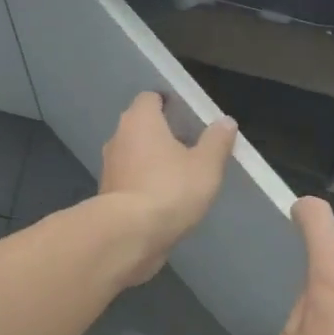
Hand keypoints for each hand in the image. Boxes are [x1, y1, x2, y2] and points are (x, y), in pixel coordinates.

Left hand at [98, 92, 238, 285]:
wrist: (130, 235)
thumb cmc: (170, 190)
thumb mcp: (206, 165)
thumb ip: (217, 141)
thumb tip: (225, 121)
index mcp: (140, 120)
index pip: (150, 98)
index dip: (167, 104)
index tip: (186, 115)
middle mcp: (118, 138)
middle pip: (141, 127)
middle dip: (161, 134)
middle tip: (188, 146)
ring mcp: (109, 168)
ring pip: (134, 156)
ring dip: (152, 162)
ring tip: (179, 176)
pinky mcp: (107, 197)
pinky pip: (130, 181)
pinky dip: (144, 185)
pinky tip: (163, 200)